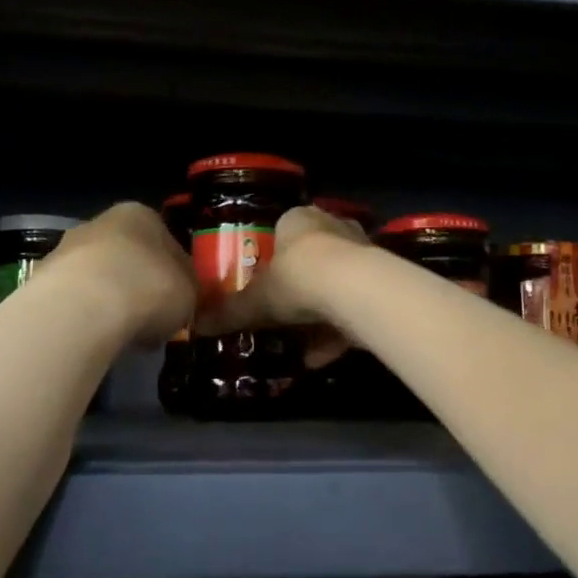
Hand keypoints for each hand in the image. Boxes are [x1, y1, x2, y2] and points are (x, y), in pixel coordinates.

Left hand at [43, 202, 195, 347]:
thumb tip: (181, 296)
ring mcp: (66, 250)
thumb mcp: (189, 292)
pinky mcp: (42, 281)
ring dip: (111, 300)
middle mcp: (100, 223)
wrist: (81, 309)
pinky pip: (75, 300)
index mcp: (141, 215)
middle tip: (151, 317)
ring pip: (98, 277)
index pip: (166, 241)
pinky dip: (86, 317)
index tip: (179, 299)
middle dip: (138, 284)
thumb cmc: (148, 289)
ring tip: (123, 334)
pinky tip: (96, 339)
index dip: (175, 272)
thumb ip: (188, 289)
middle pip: (128, 256)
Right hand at [191, 205, 371, 366]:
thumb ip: (229, 312)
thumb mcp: (256, 299)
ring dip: (317, 317)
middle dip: (297, 289)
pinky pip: (352, 309)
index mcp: (299, 220)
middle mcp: (333, 228)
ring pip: (334, 286)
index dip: (270, 257)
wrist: (355, 290)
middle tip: (278, 315)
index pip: (282, 231)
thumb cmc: (297, 278)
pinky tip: (318, 358)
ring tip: (298, 345)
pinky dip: (336, 333)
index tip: (260, 282)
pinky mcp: (380, 283)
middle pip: (311, 259)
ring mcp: (361, 254)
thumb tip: (197, 324)